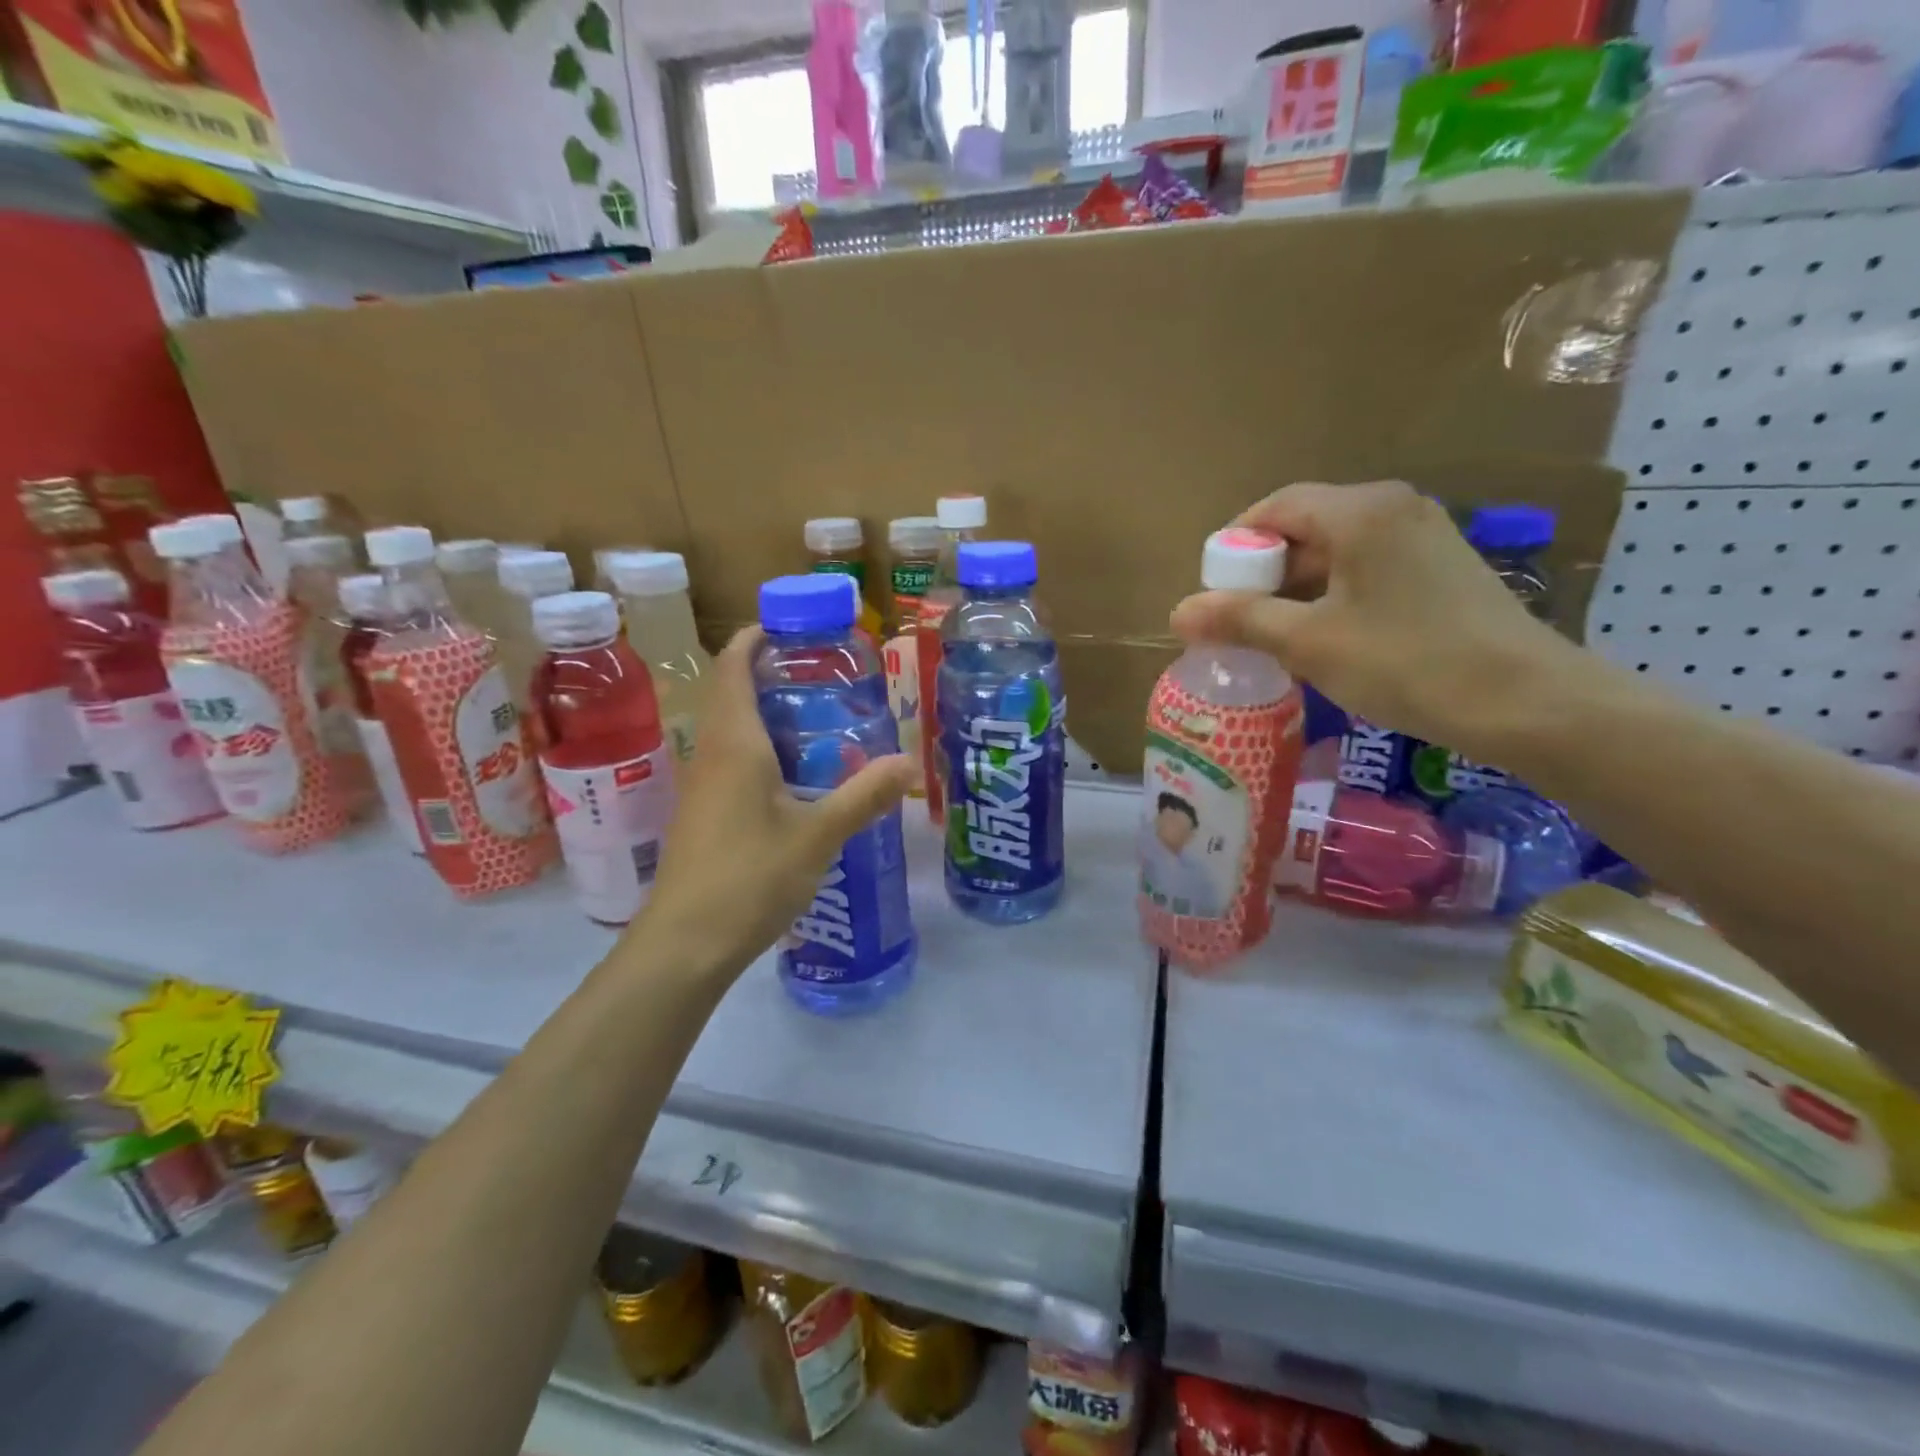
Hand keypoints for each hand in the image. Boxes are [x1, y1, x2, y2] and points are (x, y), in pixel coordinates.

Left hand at [630, 627, 916, 983]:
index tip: (789, 625)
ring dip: (767, 714)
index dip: (753, 638)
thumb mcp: (817, 835)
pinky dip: (762, 751)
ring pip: (732, 731)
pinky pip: (732, 763)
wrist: (685, 944)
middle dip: (769, 674)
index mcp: (735, 744)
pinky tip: (798, 777)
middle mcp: (712, 754)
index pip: (733, 667)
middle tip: (823, 674)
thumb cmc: (749, 878)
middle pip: (731, 693)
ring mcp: (702, 787)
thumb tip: (908, 762)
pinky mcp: (703, 815)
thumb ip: (864, 796)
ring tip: (820, 719)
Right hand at [1170, 481, 1583, 762]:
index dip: (1233, 547)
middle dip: (1262, 575)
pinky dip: (1331, 599)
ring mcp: (1423, 538)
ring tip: (1272, 641)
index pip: (1274, 507)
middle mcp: (1393, 509)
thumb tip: (1178, 611)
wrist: (1526, 702)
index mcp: (1360, 511)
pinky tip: (1323, 642)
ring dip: (1294, 592)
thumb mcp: (1309, 642)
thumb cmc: (1406, 662)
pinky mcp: (1440, 570)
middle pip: (1304, 528)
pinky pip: (1365, 572)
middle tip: (1236, 626)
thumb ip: (1241, 619)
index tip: (1213, 597)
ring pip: (1335, 554)